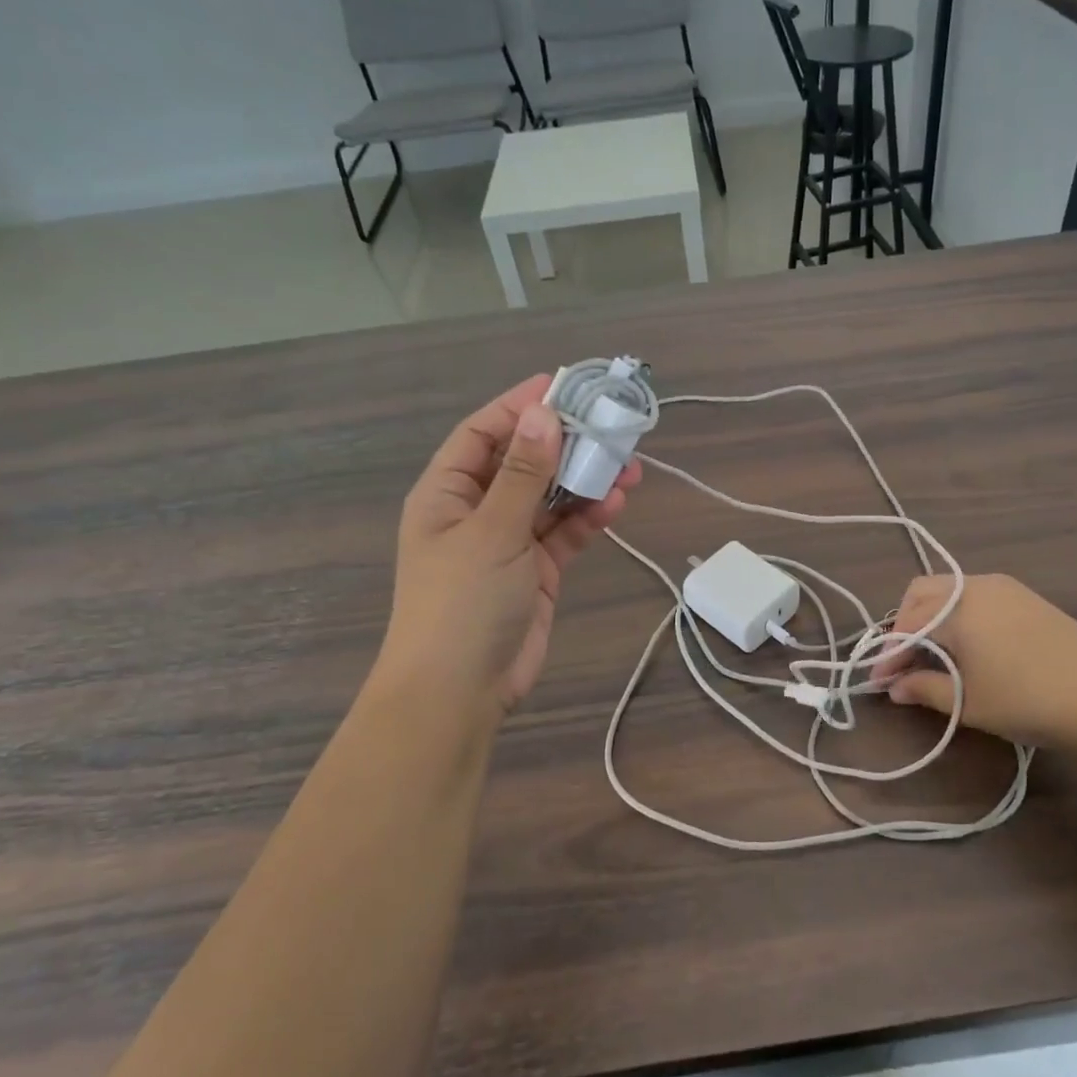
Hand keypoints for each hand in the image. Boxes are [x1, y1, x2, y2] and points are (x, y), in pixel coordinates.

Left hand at [379, 374, 640, 716]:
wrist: (460, 691)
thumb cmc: (462, 602)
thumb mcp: (492, 531)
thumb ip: (523, 473)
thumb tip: (543, 413)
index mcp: (447, 493)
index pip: (484, 433)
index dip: (520, 406)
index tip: (563, 384)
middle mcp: (476, 511)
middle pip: (524, 462)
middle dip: (566, 444)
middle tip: (612, 426)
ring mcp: (508, 542)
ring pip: (551, 497)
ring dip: (585, 481)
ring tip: (629, 468)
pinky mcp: (536, 571)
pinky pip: (564, 532)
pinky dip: (587, 518)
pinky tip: (614, 505)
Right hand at [874, 573, 1076, 757]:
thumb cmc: (1028, 700)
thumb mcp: (969, 702)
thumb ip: (926, 689)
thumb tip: (895, 688)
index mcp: (957, 607)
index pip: (907, 625)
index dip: (889, 655)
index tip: (880, 682)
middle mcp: (976, 586)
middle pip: (922, 594)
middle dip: (904, 625)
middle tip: (903, 662)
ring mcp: (1005, 588)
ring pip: (950, 591)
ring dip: (931, 618)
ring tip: (932, 655)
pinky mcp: (1027, 598)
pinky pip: (975, 596)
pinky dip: (958, 615)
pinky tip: (967, 646)